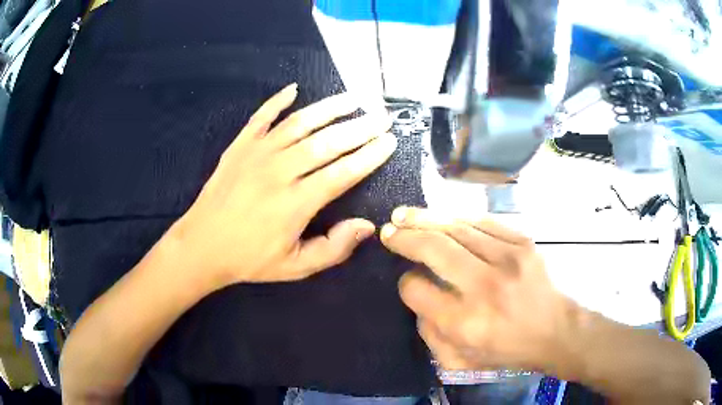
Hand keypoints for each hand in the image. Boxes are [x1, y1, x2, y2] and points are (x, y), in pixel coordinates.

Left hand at [174, 83, 396, 286]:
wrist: (202, 245)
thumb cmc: (250, 259)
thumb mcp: (295, 267)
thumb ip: (333, 248)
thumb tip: (367, 225)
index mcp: (296, 203)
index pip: (343, 172)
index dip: (369, 156)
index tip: (389, 141)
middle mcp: (280, 171)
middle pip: (327, 142)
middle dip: (360, 127)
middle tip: (382, 116)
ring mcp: (257, 153)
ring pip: (300, 123)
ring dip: (330, 108)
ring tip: (354, 97)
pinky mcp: (240, 146)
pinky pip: (261, 117)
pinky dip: (278, 101)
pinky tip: (294, 88)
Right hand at [380, 207, 573, 373]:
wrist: (555, 330)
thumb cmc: (506, 350)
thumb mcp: (459, 360)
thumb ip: (428, 332)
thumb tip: (415, 292)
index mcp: (465, 322)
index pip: (416, 290)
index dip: (405, 283)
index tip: (407, 279)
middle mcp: (484, 287)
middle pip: (434, 249)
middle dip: (405, 237)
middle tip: (388, 230)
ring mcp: (507, 259)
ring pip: (456, 228)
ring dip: (425, 219)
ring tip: (405, 214)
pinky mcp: (523, 243)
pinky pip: (482, 222)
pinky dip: (458, 218)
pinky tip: (443, 218)